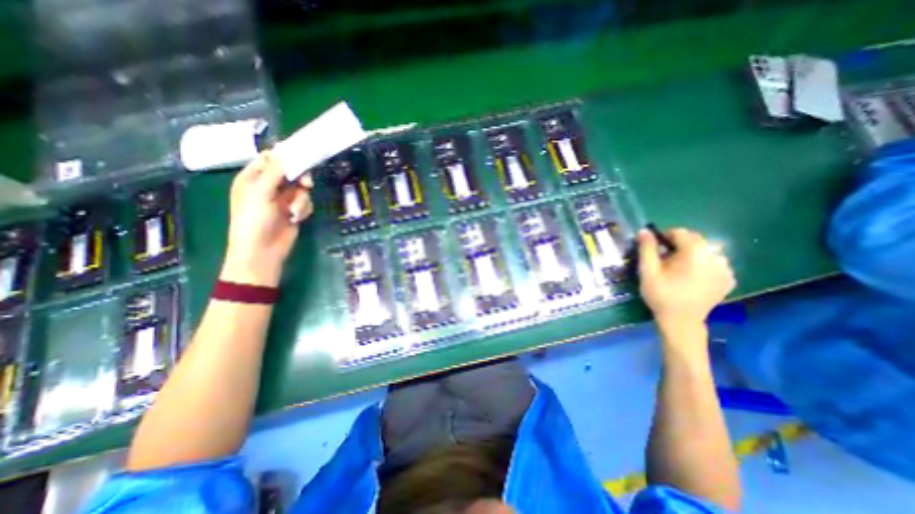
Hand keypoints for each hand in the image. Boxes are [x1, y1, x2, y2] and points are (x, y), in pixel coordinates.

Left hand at [220, 151, 311, 286]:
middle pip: (290, 173)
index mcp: (253, 178)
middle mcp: (269, 187)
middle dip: (299, 179)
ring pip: (301, 189)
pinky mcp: (294, 211)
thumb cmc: (254, 219)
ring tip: (294, 211)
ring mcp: (283, 200)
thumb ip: (274, 171)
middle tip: (307, 184)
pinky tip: (296, 218)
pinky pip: (306, 203)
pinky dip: (303, 210)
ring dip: (301, 200)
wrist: (263, 250)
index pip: (270, 160)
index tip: (301, 156)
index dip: (285, 157)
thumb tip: (284, 151)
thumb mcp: (261, 192)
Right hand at [639, 227, 737, 326]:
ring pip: (704, 251)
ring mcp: (726, 268)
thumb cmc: (661, 295)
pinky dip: (702, 265)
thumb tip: (644, 231)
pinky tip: (692, 278)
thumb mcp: (648, 271)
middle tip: (665, 261)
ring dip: (691, 255)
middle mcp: (716, 256)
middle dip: (678, 246)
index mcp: (696, 252)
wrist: (681, 321)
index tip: (655, 250)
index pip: (680, 232)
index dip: (664, 238)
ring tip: (678, 270)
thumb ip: (647, 249)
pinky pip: (713, 262)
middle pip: (695, 240)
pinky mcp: (729, 278)